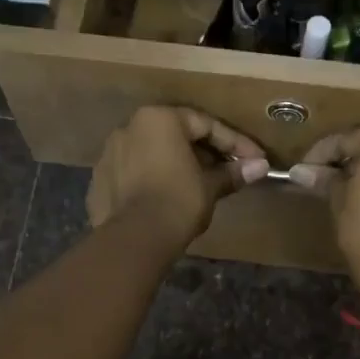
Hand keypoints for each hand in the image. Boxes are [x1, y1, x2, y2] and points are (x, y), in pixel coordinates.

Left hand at [88, 106, 269, 248]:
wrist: (134, 238)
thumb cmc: (178, 202)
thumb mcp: (210, 186)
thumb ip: (232, 173)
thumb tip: (260, 167)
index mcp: (159, 119)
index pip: (205, 125)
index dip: (236, 144)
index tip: (256, 160)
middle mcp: (129, 127)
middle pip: (176, 136)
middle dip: (204, 153)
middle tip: (228, 172)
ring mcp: (109, 154)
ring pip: (151, 154)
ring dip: (176, 166)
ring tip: (197, 187)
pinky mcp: (98, 180)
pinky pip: (133, 174)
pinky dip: (152, 182)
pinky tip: (166, 199)